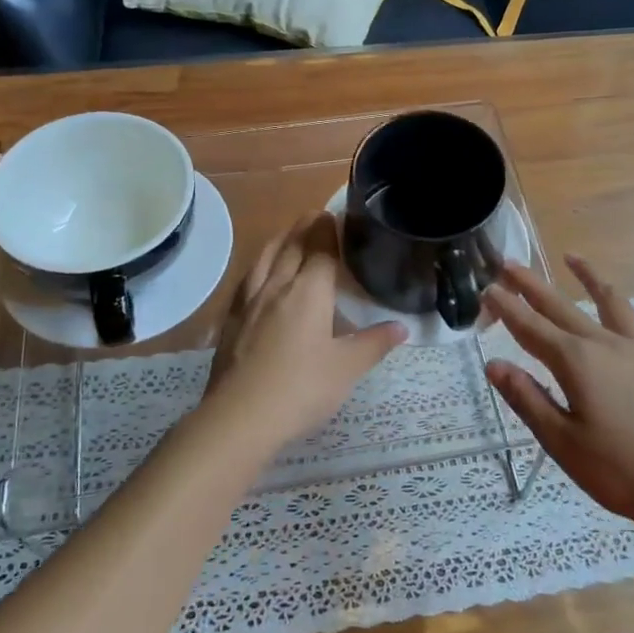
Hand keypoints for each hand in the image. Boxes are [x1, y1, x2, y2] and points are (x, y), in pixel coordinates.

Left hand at [200, 213, 405, 454]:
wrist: (240, 416)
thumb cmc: (302, 389)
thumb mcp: (347, 369)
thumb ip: (374, 344)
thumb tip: (402, 327)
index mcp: (309, 292)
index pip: (321, 248)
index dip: (330, 230)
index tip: (337, 216)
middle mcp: (278, 286)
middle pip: (291, 246)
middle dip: (305, 227)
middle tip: (316, 215)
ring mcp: (250, 302)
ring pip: (265, 258)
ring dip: (279, 240)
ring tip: (288, 234)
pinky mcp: (231, 320)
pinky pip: (247, 280)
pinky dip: (258, 266)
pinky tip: (259, 275)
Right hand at [485, 256, 633, 532]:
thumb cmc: (620, 472)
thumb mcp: (562, 442)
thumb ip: (528, 399)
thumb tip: (494, 365)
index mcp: (576, 364)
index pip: (531, 330)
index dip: (507, 308)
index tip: (487, 288)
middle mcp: (607, 346)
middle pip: (563, 309)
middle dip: (533, 286)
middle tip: (510, 263)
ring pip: (613, 305)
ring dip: (591, 279)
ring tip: (573, 257)